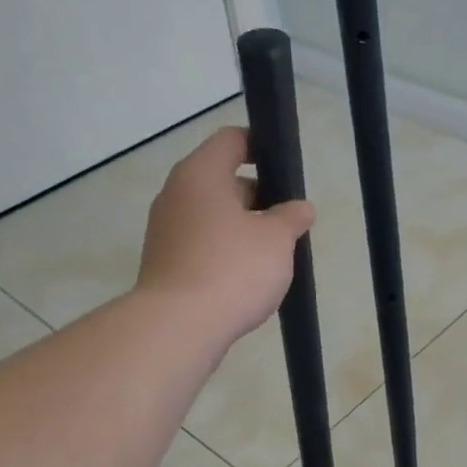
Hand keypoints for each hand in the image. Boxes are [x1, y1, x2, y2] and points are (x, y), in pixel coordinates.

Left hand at [137, 126, 315, 346]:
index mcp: (201, 174)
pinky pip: (202, 244)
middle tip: (289, 220)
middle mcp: (176, 194)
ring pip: (212, 215)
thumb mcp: (277, 239)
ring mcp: (166, 230)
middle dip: (258, 196)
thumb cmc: (233, 269)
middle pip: (222, 180)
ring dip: (243, 227)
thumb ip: (292, 217)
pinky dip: (225, 251)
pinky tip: (247, 277)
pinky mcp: (165, 262)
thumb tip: (301, 208)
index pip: (232, 140)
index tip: (286, 166)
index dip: (261, 146)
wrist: (179, 326)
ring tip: (274, 253)